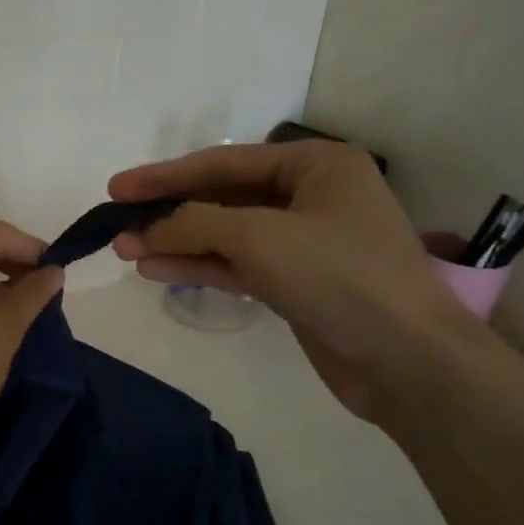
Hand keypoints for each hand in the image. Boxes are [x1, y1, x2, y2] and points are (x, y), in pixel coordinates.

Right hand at [109, 142, 488, 424]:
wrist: (407, 361)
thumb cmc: (339, 276)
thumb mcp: (259, 237)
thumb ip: (195, 223)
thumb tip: (149, 229)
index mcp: (315, 166)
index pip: (223, 163)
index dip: (164, 176)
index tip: (116, 187)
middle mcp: (309, 196)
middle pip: (221, 197)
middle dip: (168, 213)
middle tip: (116, 223)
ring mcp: (302, 242)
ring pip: (224, 234)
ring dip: (176, 242)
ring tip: (124, 250)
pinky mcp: (294, 282)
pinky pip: (236, 265)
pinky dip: (198, 266)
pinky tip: (156, 269)